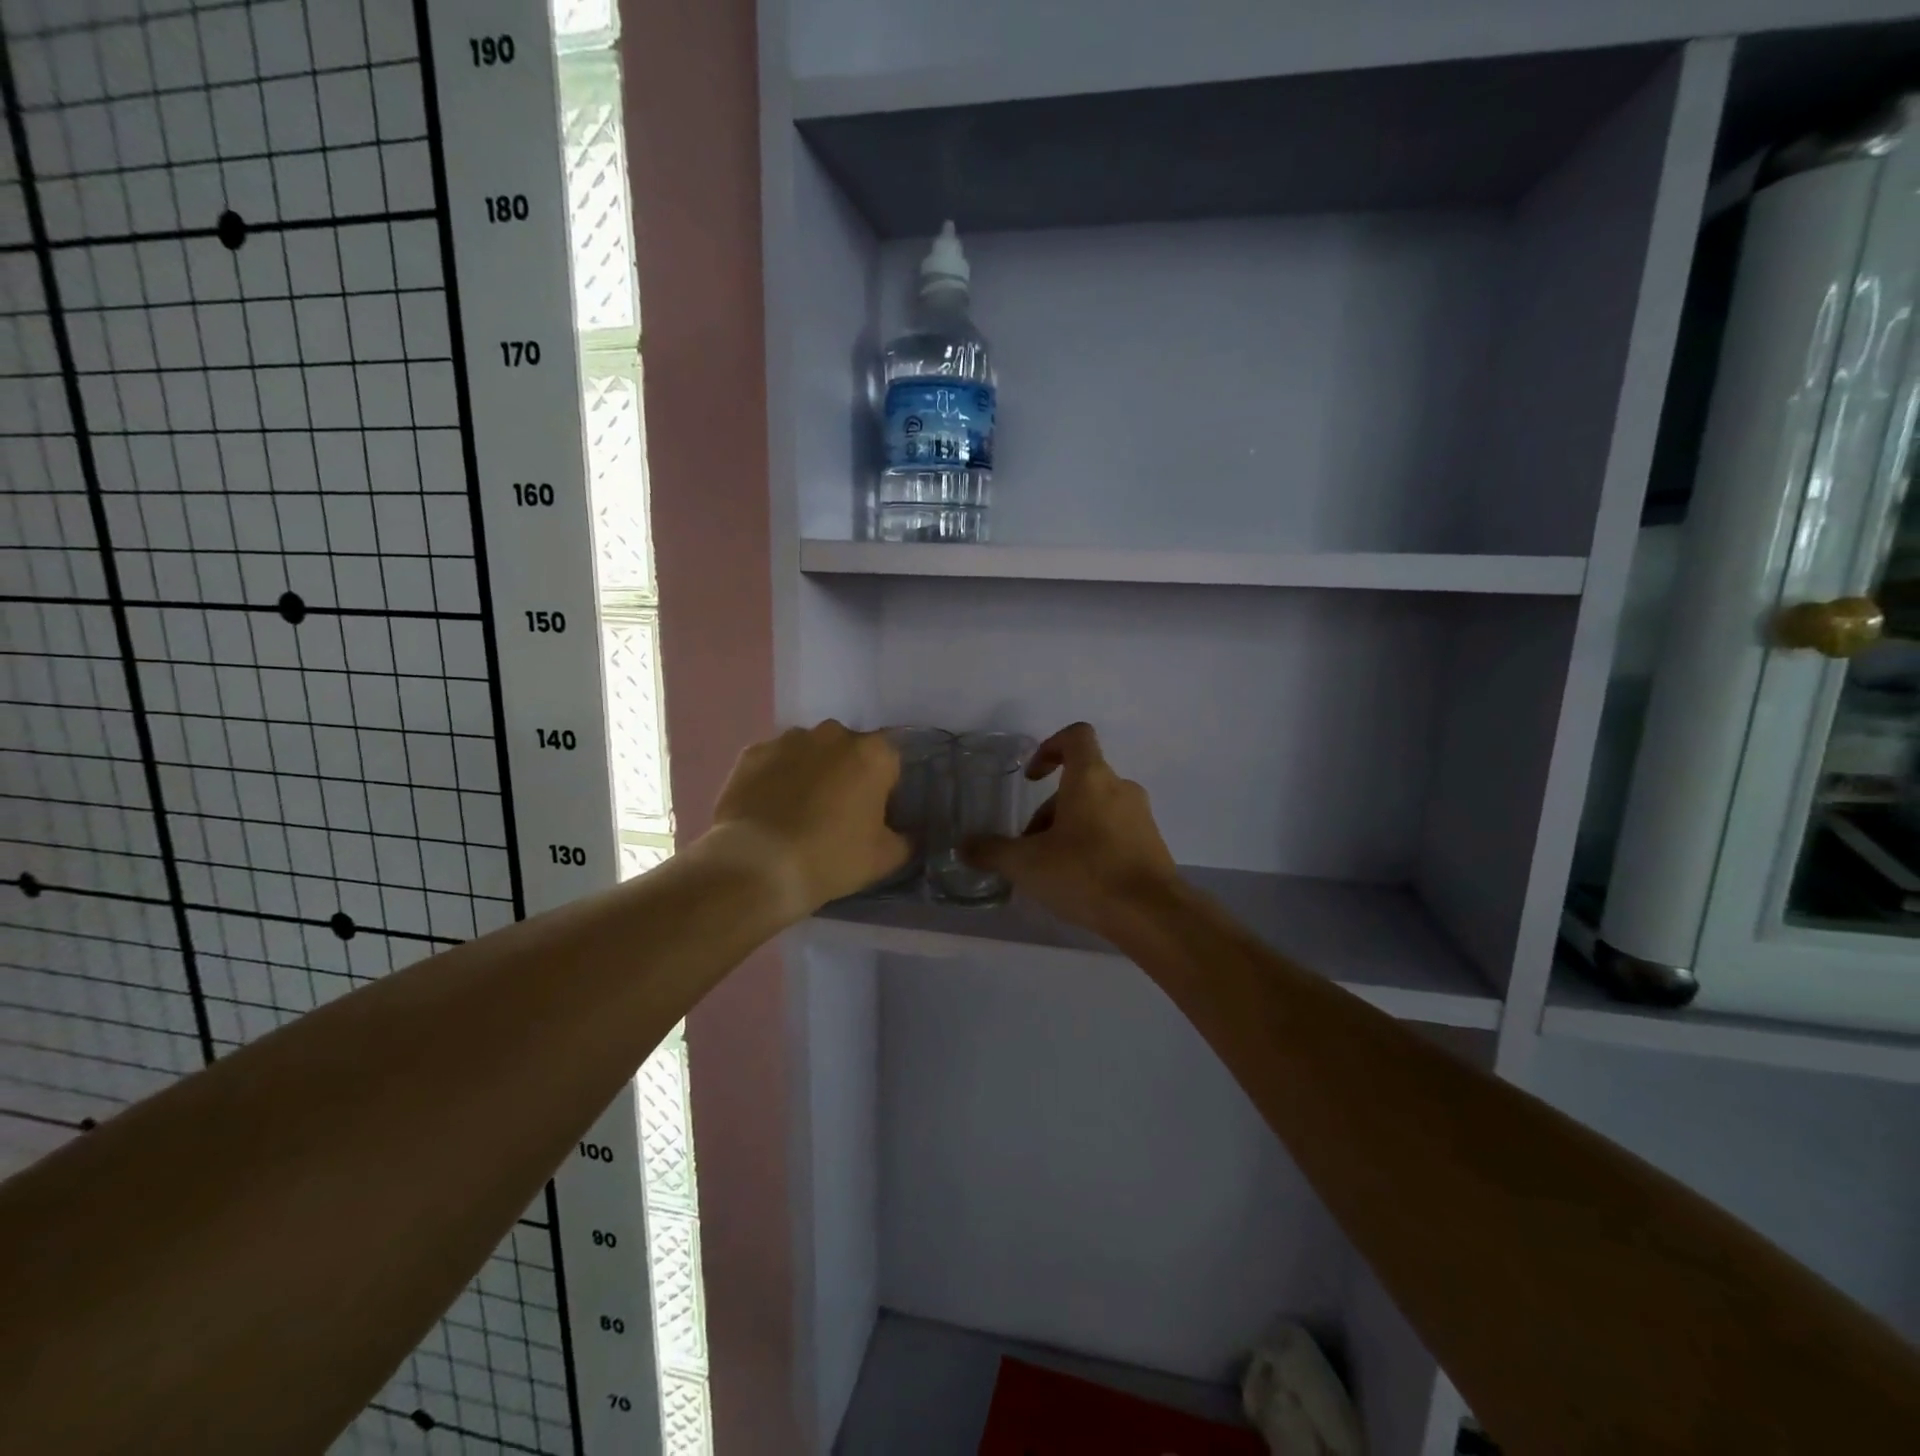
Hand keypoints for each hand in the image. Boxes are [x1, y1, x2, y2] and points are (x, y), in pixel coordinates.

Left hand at [708, 721, 907, 916]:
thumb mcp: (885, 858)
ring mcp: (788, 740)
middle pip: (849, 751)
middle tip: (838, 814)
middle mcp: (833, 734)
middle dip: (847, 775)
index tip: (875, 818)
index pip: (891, 763)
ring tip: (798, 812)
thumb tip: (910, 834)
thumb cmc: (831, 858)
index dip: (886, 790)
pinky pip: (774, 762)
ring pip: (809, 752)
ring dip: (810, 772)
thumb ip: (908, 839)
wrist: (757, 867)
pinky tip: (769, 809)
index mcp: (873, 753)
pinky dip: (776, 778)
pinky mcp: (752, 753)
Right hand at [964, 723, 1178, 936]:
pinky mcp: (1152, 844)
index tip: (1032, 778)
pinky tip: (1080, 882)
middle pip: (1079, 782)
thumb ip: (992, 852)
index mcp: (1091, 778)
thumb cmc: (1086, 873)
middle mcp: (1120, 788)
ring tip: (1051, 869)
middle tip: (1029, 846)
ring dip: (1069, 829)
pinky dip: (1093, 845)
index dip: (1049, 747)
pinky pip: (1115, 832)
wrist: (1152, 914)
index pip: (1076, 736)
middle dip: (1049, 810)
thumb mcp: (1027, 864)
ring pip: (1096, 809)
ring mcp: (1141, 816)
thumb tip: (963, 847)